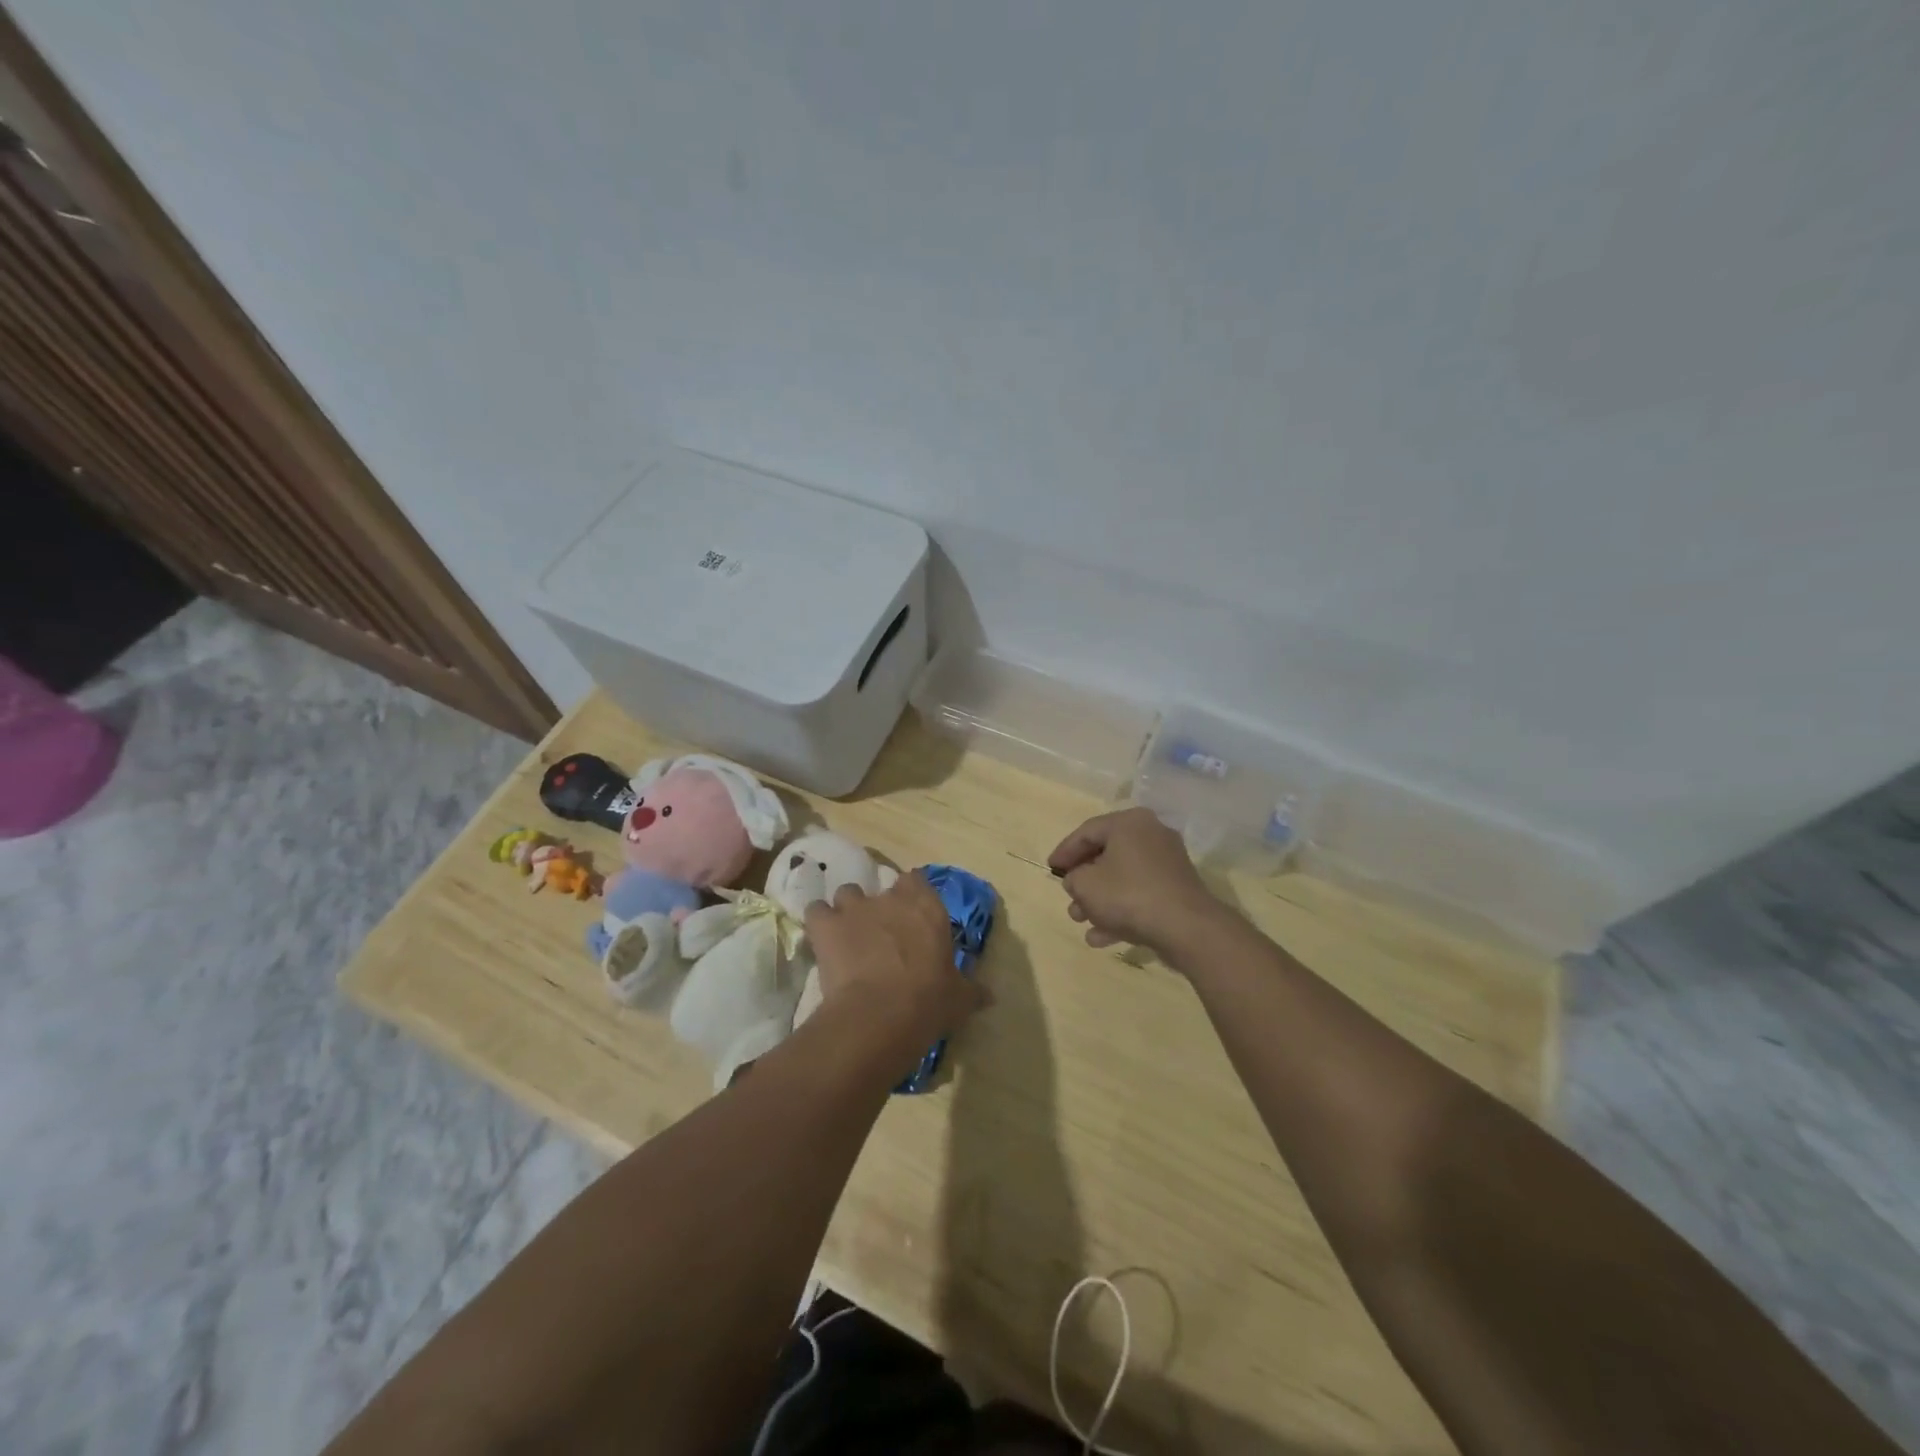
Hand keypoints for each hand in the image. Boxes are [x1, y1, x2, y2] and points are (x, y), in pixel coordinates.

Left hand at [805, 871, 985, 1069]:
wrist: (880, 1014)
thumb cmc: (928, 1001)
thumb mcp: (958, 999)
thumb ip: (972, 990)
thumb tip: (990, 996)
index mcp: (927, 907)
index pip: (917, 881)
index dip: (912, 896)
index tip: (912, 916)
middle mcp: (891, 898)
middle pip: (882, 886)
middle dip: (880, 905)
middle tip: (882, 932)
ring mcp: (855, 908)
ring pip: (847, 893)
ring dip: (847, 910)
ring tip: (848, 935)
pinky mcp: (826, 925)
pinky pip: (815, 912)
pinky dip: (818, 923)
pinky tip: (821, 939)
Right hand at [1047, 807, 1225, 954]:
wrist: (1186, 928)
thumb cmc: (1128, 895)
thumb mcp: (1086, 884)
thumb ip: (1073, 878)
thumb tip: (1078, 879)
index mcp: (1129, 823)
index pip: (1087, 832)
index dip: (1064, 852)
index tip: (1050, 869)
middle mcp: (1151, 835)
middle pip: (1106, 855)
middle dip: (1083, 881)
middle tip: (1068, 897)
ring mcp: (1168, 863)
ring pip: (1123, 878)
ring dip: (1099, 900)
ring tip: (1080, 920)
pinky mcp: (1177, 890)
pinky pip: (1140, 895)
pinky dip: (1120, 911)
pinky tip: (1101, 937)